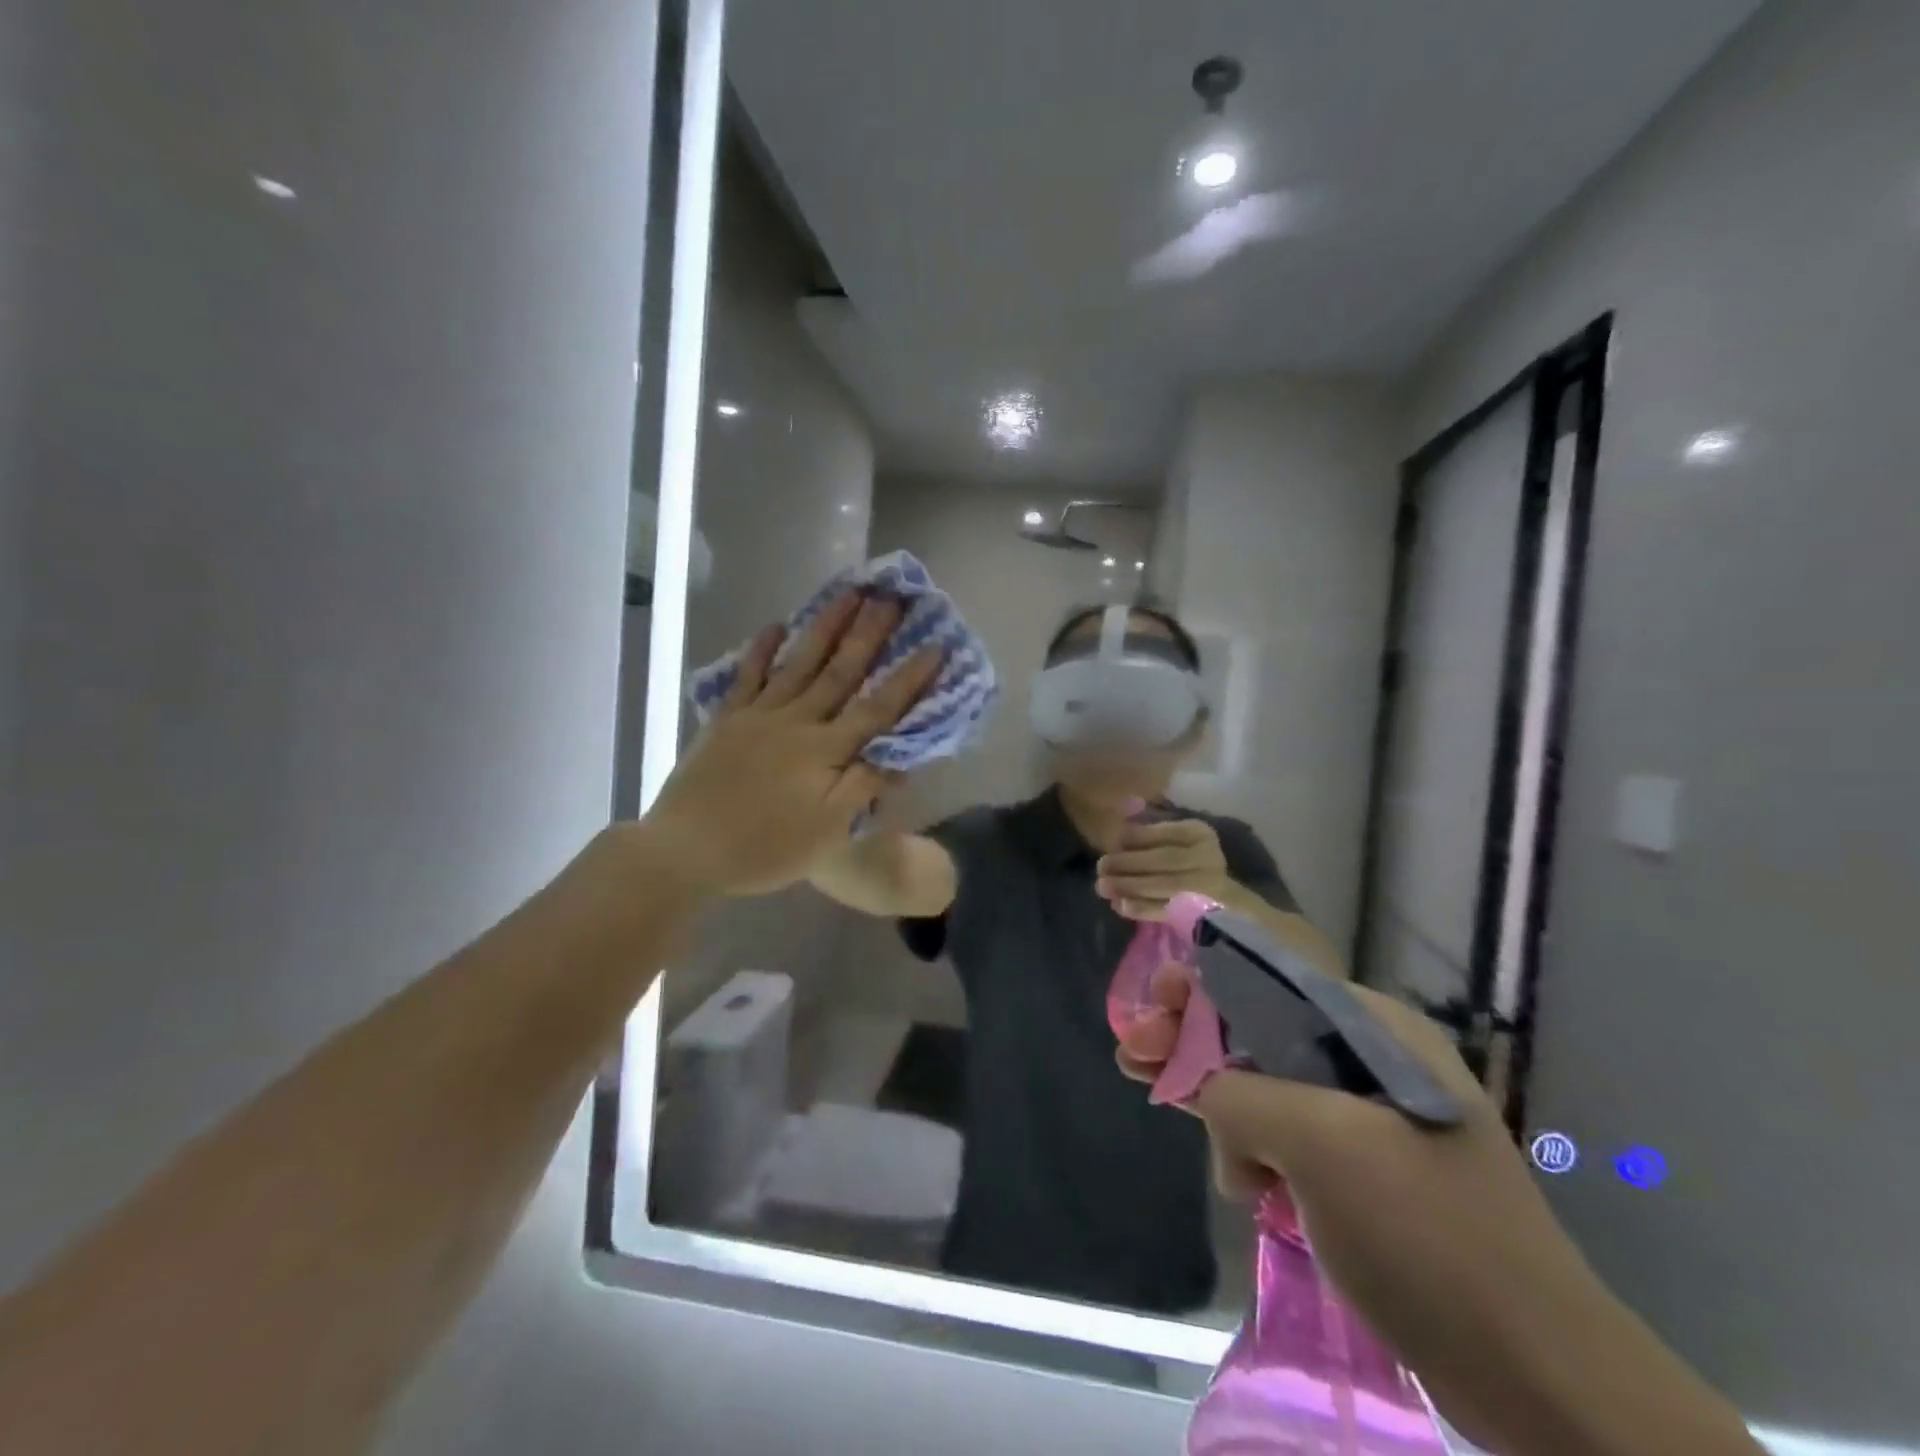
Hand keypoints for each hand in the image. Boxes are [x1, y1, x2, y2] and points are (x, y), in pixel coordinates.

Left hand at [639, 591, 939, 898]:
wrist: (686, 849)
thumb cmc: (765, 848)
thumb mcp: (827, 832)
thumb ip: (863, 787)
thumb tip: (902, 755)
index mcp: (826, 751)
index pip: (878, 709)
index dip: (908, 679)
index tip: (935, 647)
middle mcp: (798, 722)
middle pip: (841, 672)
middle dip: (869, 634)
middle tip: (891, 597)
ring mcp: (759, 715)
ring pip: (800, 663)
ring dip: (826, 627)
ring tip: (847, 593)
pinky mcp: (728, 719)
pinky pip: (748, 675)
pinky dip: (762, 649)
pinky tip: (776, 625)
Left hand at [1095, 818, 1230, 920]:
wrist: (1216, 898)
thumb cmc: (1184, 860)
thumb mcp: (1172, 839)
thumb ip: (1149, 830)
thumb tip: (1119, 821)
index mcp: (1199, 834)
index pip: (1167, 832)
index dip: (1138, 837)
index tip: (1114, 841)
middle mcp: (1209, 858)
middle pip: (1165, 859)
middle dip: (1128, 863)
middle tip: (1101, 866)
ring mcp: (1208, 887)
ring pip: (1165, 885)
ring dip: (1129, 886)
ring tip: (1103, 886)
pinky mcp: (1200, 913)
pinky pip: (1167, 910)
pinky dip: (1141, 908)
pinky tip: (1119, 905)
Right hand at [1114, 971, 1686, 1453]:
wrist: (1538, 1376)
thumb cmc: (1428, 1236)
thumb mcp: (1323, 1145)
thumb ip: (1242, 1096)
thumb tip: (1211, 1098)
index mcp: (1372, 1029)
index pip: (1268, 979)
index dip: (1202, 983)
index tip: (1154, 1002)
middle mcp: (1368, 1057)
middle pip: (1256, 1027)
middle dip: (1191, 1036)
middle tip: (1133, 1053)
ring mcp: (1366, 1116)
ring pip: (1264, 1080)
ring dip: (1208, 1087)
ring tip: (1148, 1087)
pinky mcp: (1360, 1170)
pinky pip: (1283, 1131)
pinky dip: (1243, 1139)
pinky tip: (1228, 1171)